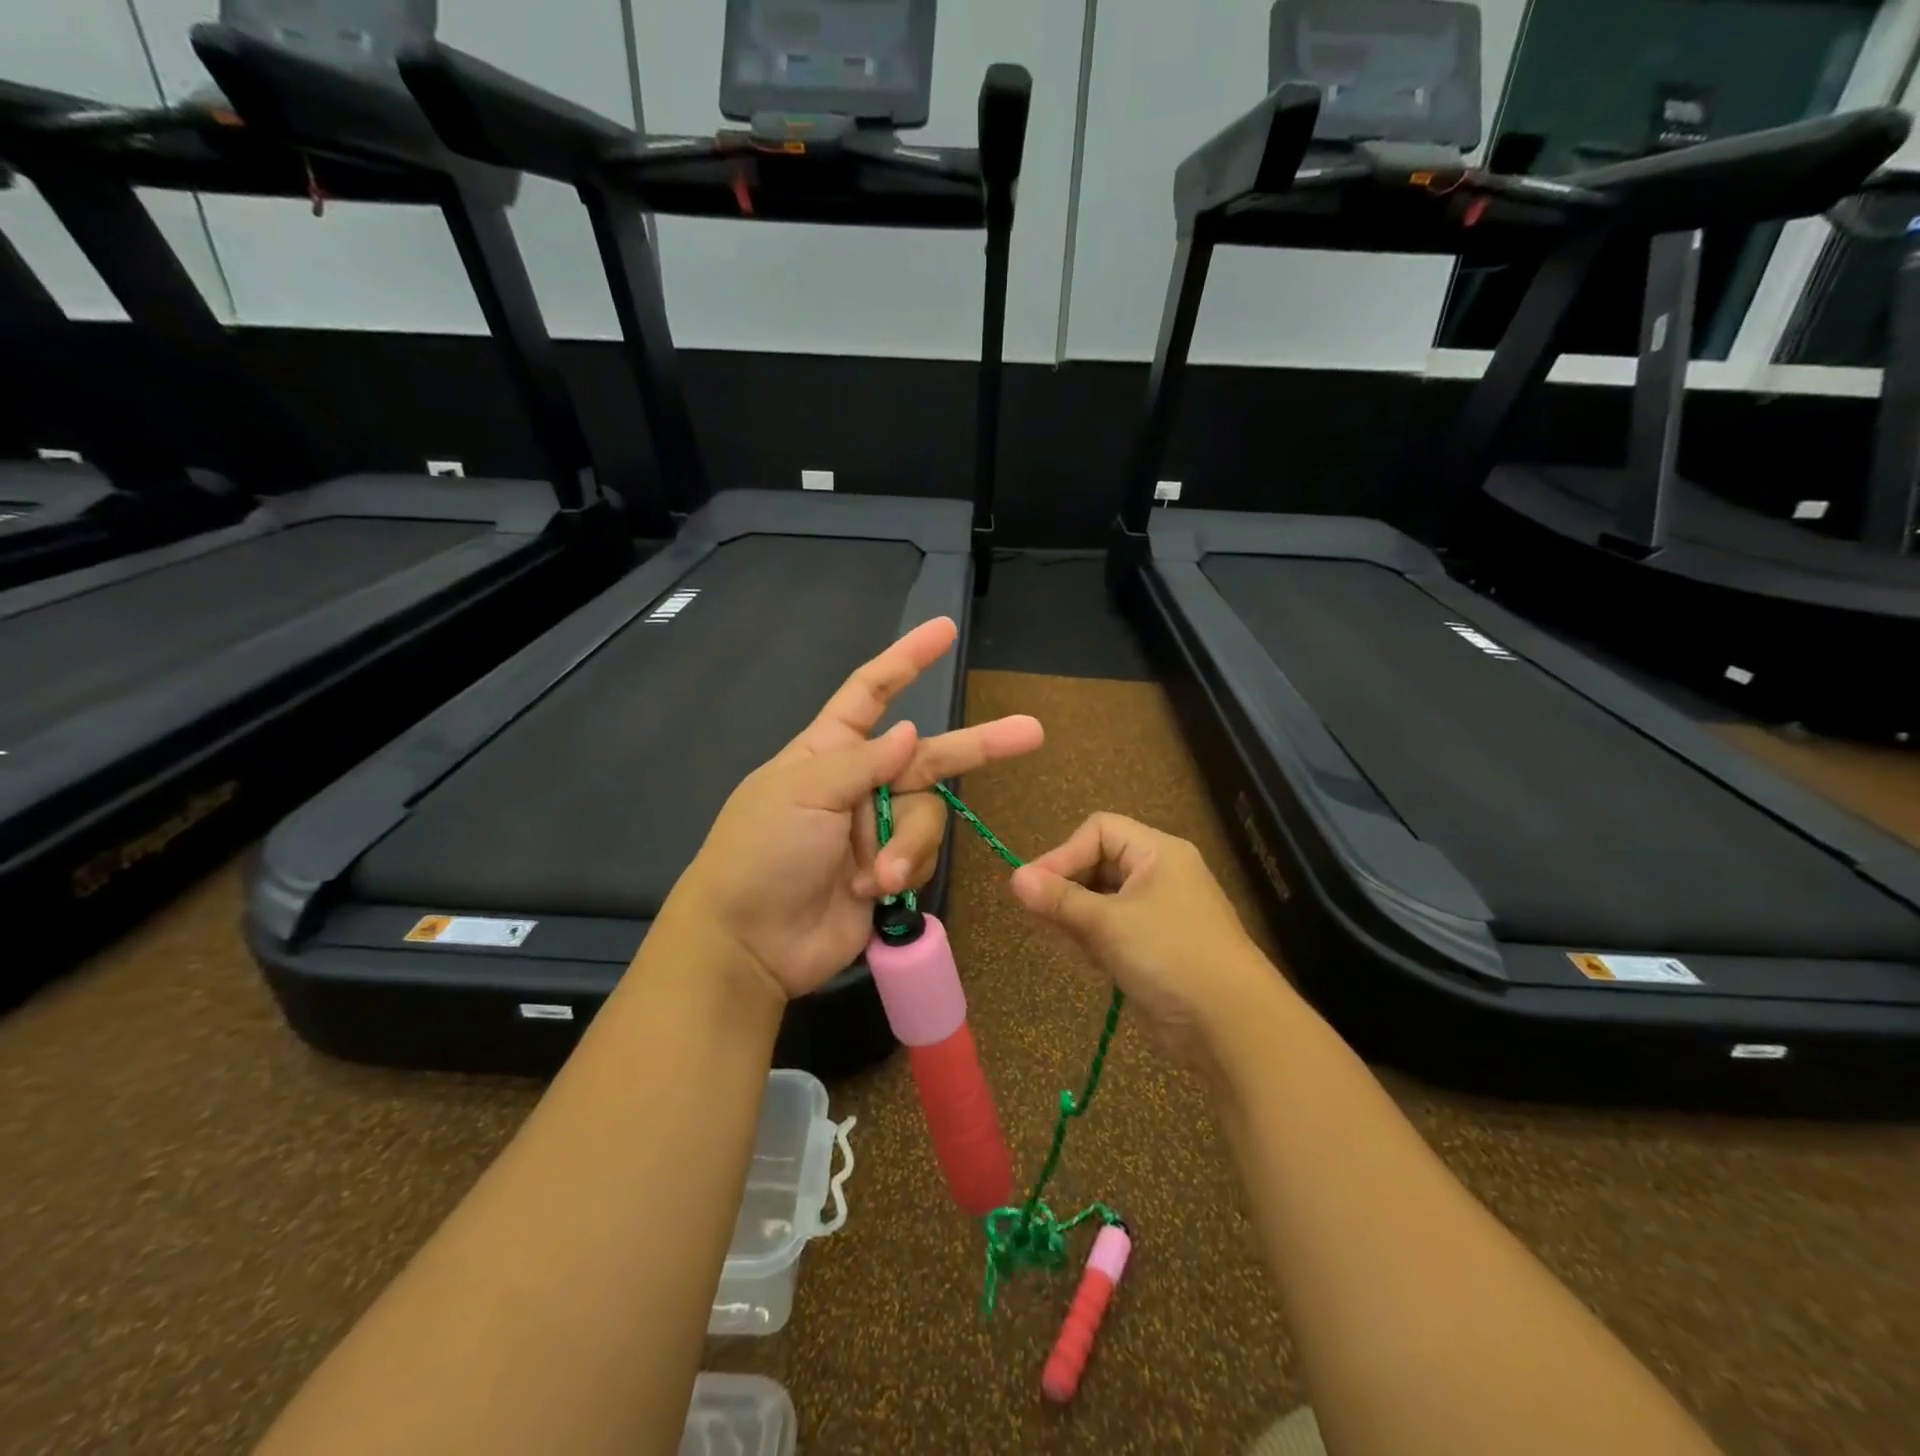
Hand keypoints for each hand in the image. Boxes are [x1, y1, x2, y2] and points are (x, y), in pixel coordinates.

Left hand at [665, 617, 1043, 1000]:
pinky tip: (875, 890)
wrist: (750, 943)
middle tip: (1031, 732)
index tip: (944, 631)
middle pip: (929, 755)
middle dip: (978, 746)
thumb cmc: (762, 853)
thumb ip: (862, 761)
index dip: (907, 659)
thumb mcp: (802, 792)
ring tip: (881, 874)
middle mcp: (860, 783)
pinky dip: (907, 871)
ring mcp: (877, 829)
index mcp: (829, 750)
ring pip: (928, 816)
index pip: (871, 692)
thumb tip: (909, 732)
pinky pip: (923, 857)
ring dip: (910, 844)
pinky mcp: (892, 871)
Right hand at [1009, 813, 1278, 1064]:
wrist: (1232, 1025)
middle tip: (1040, 917)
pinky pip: (1113, 931)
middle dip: (1067, 889)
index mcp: (1157, 853)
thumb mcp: (1109, 923)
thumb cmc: (1170, 955)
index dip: (1064, 854)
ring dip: (1076, 918)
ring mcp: (1158, 913)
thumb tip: (1015, 878)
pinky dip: (1094, 940)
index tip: (1033, 887)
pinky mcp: (1155, 948)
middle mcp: (1159, 875)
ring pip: (1102, 901)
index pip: (1099, 831)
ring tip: (1060, 940)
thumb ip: (1060, 900)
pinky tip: (1084, 960)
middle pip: (1098, 865)